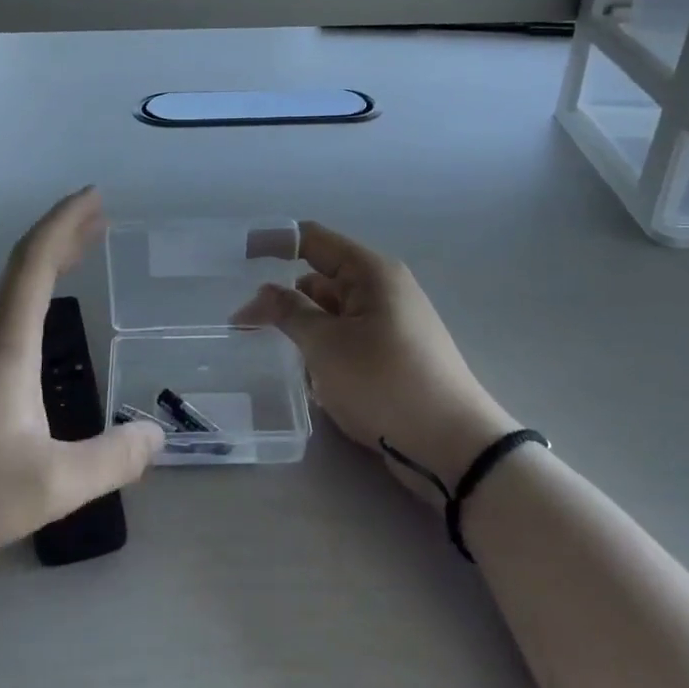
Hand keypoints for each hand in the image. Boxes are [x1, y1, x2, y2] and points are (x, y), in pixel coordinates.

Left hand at [0, 188, 164, 578]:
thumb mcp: (49, 486)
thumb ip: (110, 460)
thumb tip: (155, 436)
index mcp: (4, 346)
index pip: (34, 262)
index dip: (65, 222)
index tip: (93, 196)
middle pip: (21, 268)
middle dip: (61, 237)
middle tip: (98, 218)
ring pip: (5, 295)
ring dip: (43, 269)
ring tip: (76, 262)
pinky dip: (27, 303)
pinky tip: (36, 334)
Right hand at [232, 222, 514, 506]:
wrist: (452, 447)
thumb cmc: (385, 383)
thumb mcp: (326, 345)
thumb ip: (289, 312)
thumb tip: (264, 292)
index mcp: (371, 272)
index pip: (312, 240)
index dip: (272, 242)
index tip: (235, 255)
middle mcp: (381, 290)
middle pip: (319, 279)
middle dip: (283, 299)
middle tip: (241, 325)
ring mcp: (389, 324)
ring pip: (330, 314)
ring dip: (302, 331)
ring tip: (272, 355)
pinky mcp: (391, 356)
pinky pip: (345, 340)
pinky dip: (323, 352)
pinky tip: (308, 379)